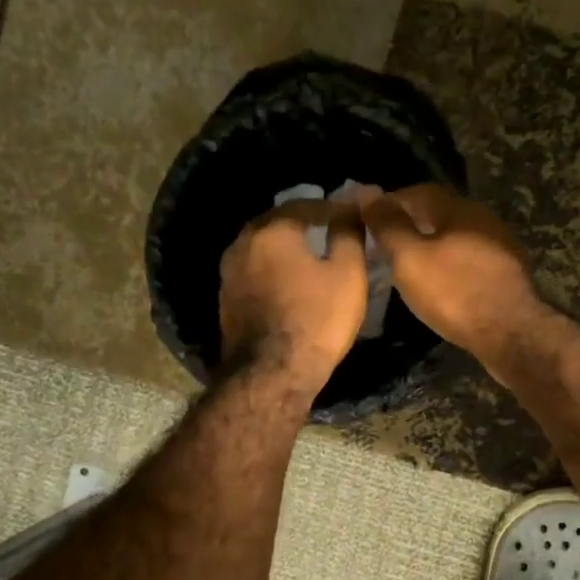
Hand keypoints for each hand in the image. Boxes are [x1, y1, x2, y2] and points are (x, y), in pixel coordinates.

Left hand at [219, 201, 367, 396]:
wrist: (271, 375)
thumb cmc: (317, 319)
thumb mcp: (348, 274)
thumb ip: (348, 234)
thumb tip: (350, 208)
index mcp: (272, 230)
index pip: (306, 204)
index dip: (333, 208)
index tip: (353, 215)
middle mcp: (243, 243)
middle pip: (278, 222)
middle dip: (305, 223)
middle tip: (331, 229)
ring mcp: (229, 272)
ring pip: (262, 247)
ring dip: (286, 246)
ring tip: (312, 255)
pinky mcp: (226, 299)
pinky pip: (254, 270)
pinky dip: (273, 268)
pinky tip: (291, 281)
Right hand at [360, 185, 545, 372]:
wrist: (511, 334)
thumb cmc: (454, 292)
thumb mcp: (410, 257)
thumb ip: (388, 225)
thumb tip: (368, 194)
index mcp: (461, 209)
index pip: (420, 192)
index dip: (391, 201)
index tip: (368, 218)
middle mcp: (484, 220)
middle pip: (440, 213)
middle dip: (411, 223)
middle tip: (382, 243)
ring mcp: (500, 248)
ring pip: (456, 238)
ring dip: (430, 245)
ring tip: (405, 265)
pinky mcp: (506, 275)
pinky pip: (469, 261)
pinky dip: (448, 265)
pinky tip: (437, 284)